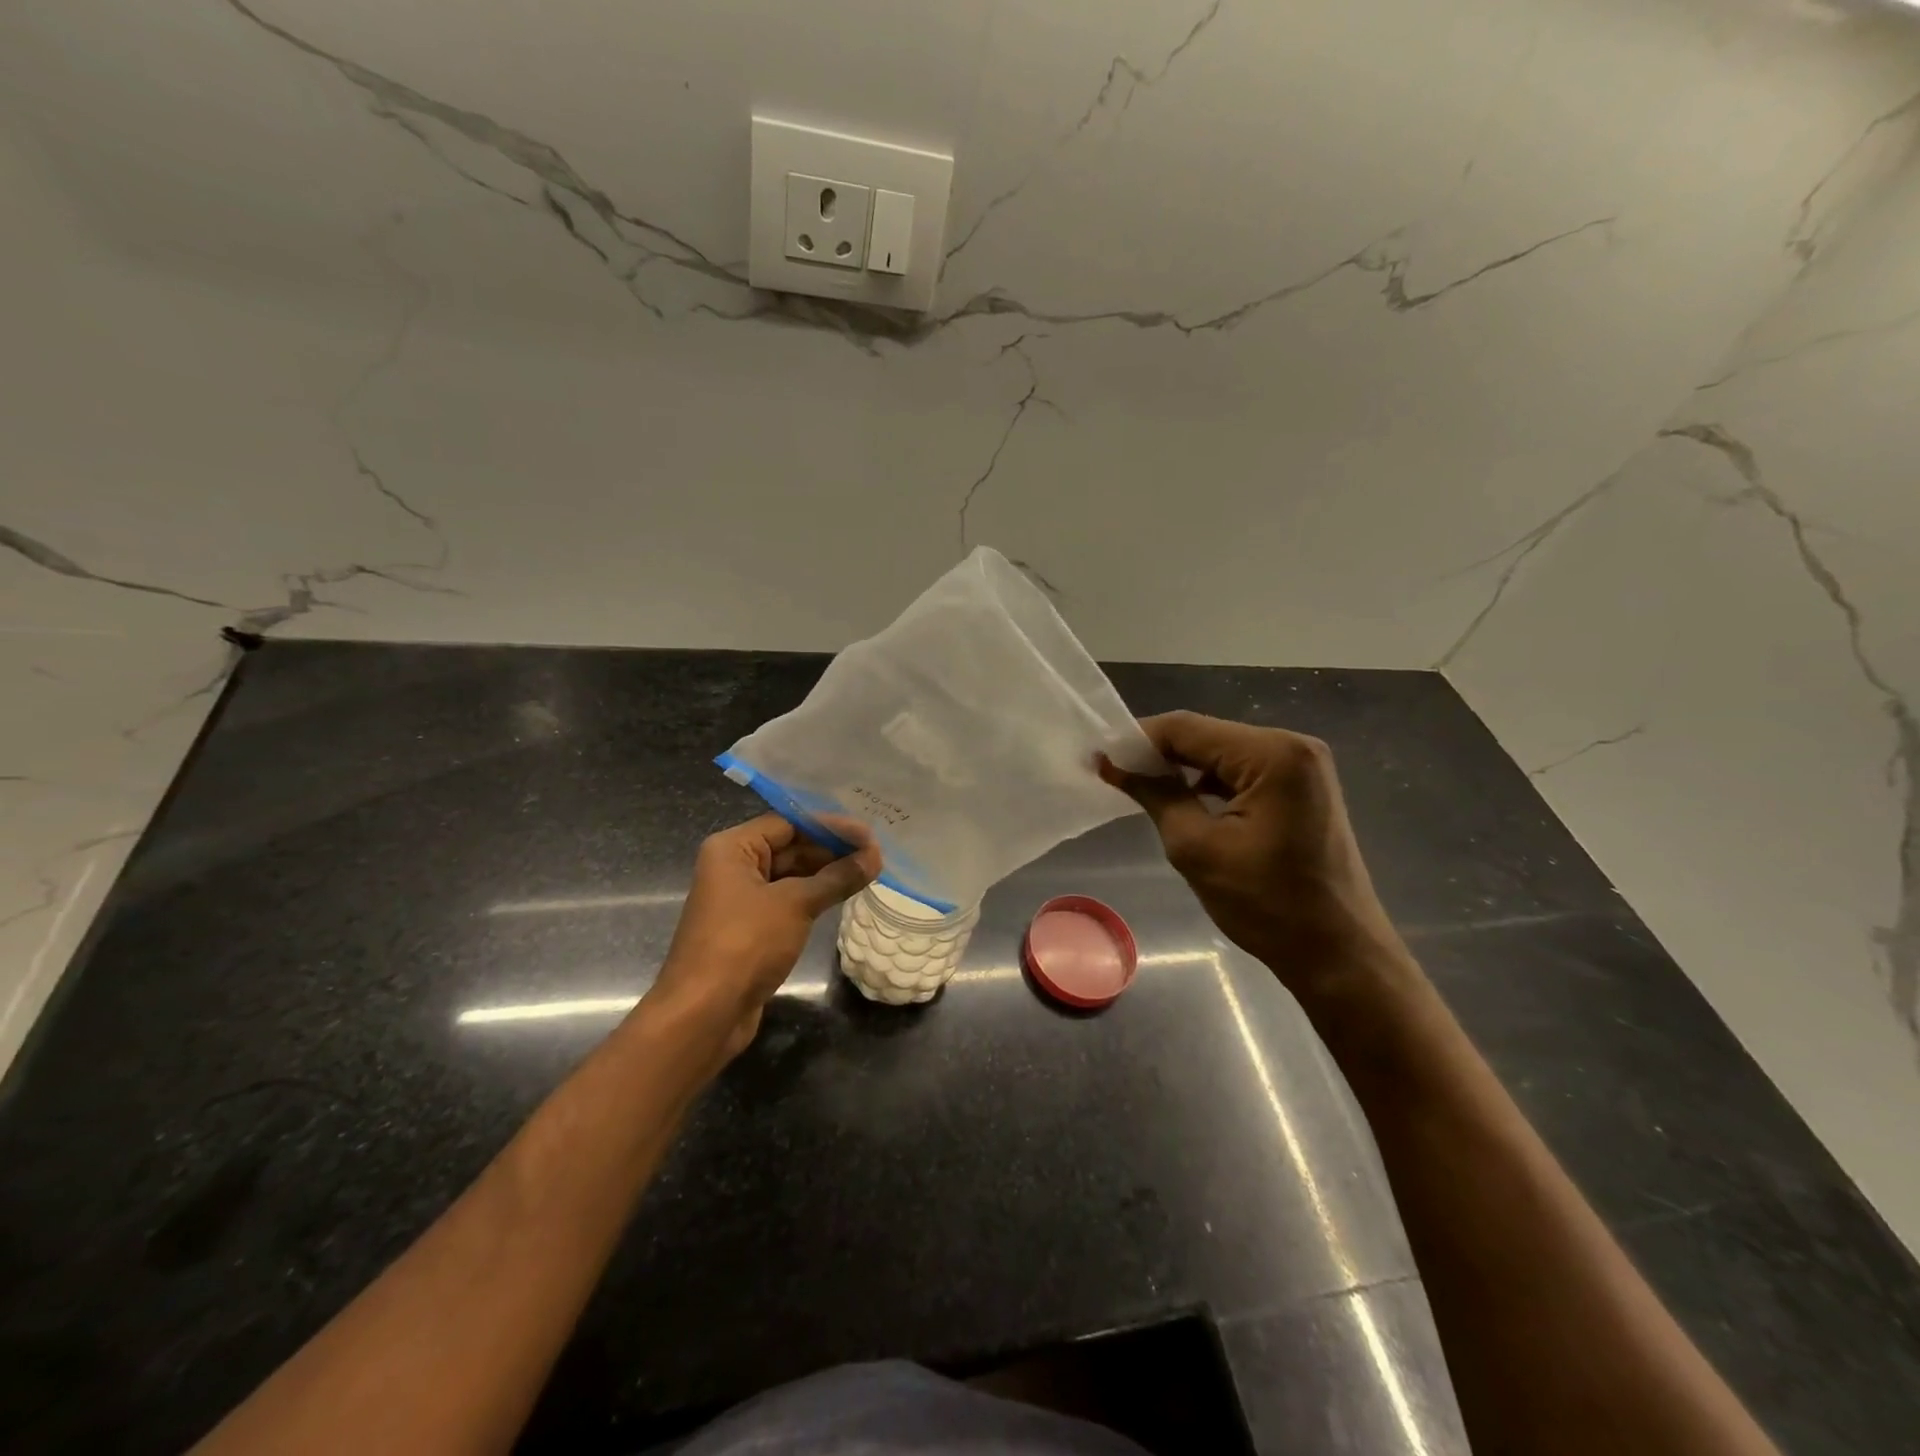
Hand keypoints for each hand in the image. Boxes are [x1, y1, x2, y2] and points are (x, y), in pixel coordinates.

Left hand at [650, 813, 881, 1058]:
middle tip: (875, 854)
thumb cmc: (745, 944)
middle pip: (790, 847)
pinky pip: (789, 901)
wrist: (704, 1014)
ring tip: (869, 871)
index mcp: (732, 849)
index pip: (789, 823)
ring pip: (792, 875)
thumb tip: (875, 857)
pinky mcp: (752, 928)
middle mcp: (734, 867)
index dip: (830, 826)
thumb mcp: (796, 904)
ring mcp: (742, 899)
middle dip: (832, 849)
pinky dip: (816, 896)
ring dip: (827, 873)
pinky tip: (845, 895)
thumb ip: (837, 877)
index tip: (869, 834)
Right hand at [1099, 712, 1410, 998]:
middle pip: (1207, 736)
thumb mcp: (1196, 848)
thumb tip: (1113, 765)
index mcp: (1273, 754)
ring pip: (1222, 753)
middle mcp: (1293, 745)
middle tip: (1114, 775)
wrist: (1337, 954)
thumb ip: (1155, 794)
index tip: (1099, 759)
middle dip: (1159, 755)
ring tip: (1141, 789)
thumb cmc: (1267, 904)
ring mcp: (1303, 766)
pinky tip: (1183, 801)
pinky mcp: (1303, 787)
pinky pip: (1243, 771)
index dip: (1138, 740)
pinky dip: (1209, 783)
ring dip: (1182, 769)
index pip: (1187, 729)